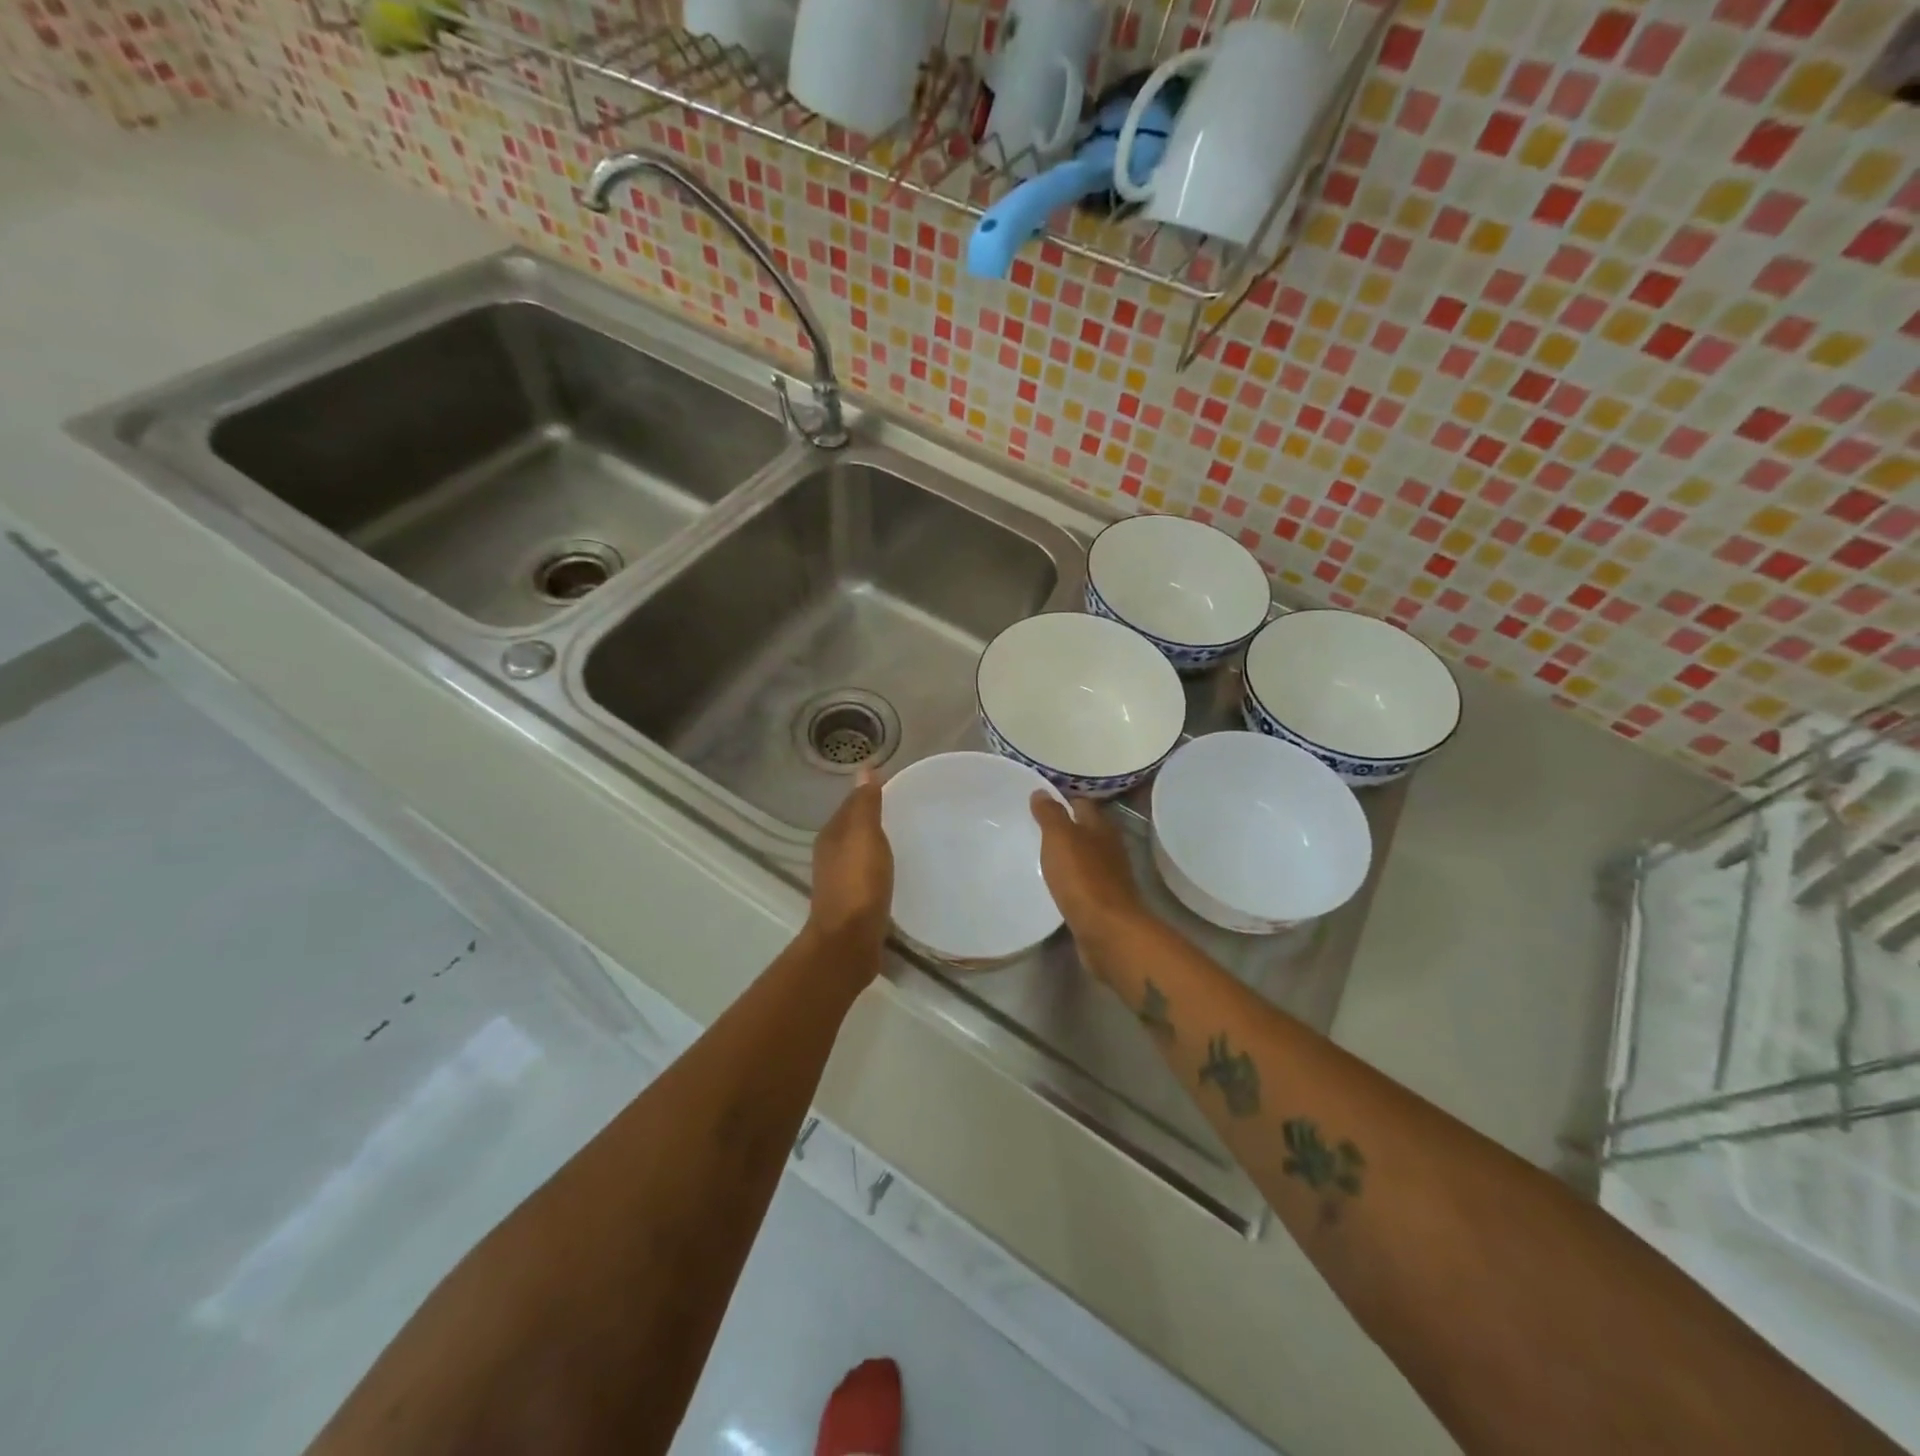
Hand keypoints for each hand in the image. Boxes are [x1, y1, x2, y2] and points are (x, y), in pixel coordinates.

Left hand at [809, 770, 893, 951]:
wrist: (849, 941)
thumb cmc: (858, 883)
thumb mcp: (865, 836)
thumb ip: (865, 804)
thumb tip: (864, 769)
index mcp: (832, 835)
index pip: (851, 804)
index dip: (870, 794)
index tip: (899, 788)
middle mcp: (831, 854)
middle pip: (854, 827)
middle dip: (875, 818)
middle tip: (907, 812)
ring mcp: (840, 880)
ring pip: (859, 851)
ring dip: (876, 844)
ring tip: (905, 840)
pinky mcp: (853, 902)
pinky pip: (867, 874)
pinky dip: (879, 867)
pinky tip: (895, 872)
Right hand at [1029, 792, 1146, 952]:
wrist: (1107, 931)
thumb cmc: (1082, 878)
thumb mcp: (1060, 838)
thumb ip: (1050, 814)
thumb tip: (1041, 791)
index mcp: (1101, 827)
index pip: (1081, 803)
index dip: (1061, 799)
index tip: (1036, 801)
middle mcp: (1109, 847)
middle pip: (1085, 829)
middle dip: (1063, 827)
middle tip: (1032, 827)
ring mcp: (1109, 876)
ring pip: (1084, 856)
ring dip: (1066, 854)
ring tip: (1037, 854)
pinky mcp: (1103, 901)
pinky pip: (1082, 882)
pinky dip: (1069, 878)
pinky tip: (1053, 883)